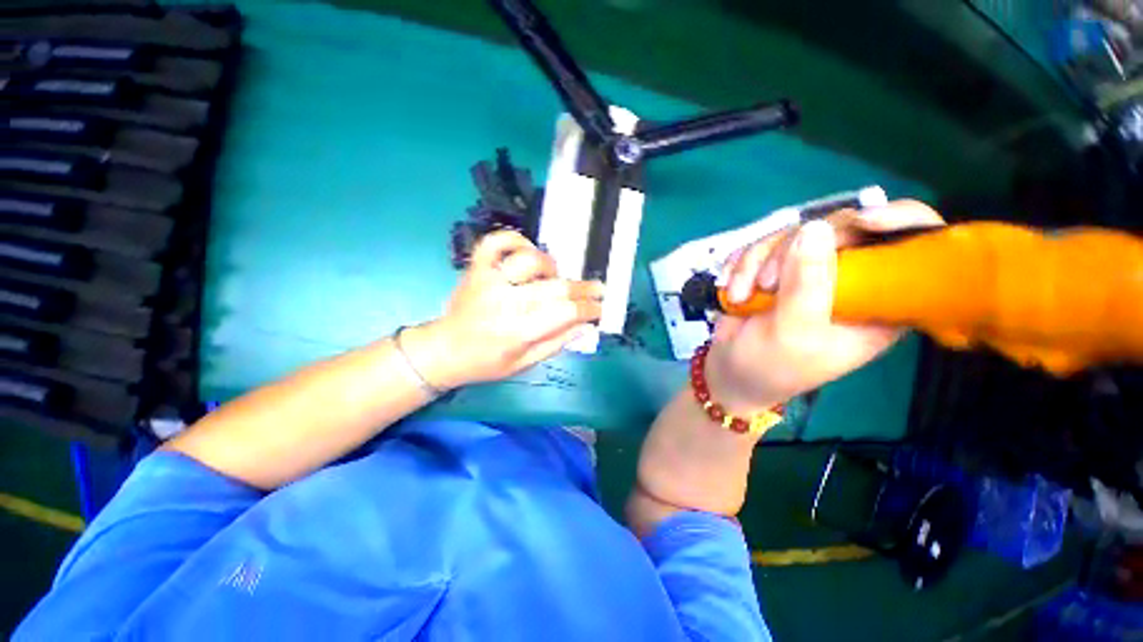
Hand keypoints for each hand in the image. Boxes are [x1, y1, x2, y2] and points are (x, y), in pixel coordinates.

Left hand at [405, 230, 603, 388]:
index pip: (565, 312)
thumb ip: (557, 343)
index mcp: (518, 330)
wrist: (444, 350)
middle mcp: (506, 301)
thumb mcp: (525, 363)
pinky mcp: (476, 268)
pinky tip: (526, 251)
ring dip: (551, 267)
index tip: (600, 307)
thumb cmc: (486, 362)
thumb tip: (586, 326)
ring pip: (531, 260)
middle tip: (598, 288)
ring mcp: (489, 280)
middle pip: (555, 287)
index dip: (588, 308)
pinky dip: (515, 240)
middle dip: (583, 288)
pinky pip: (496, 242)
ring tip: (555, 278)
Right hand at [708, 200, 945, 411]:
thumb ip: (807, 286)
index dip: (900, 222)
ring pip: (791, 234)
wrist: (730, 369)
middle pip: (840, 229)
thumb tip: (815, 228)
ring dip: (755, 263)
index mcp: (878, 301)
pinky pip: (760, 244)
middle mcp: (849, 279)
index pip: (912, 249)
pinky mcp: (776, 267)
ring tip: (741, 295)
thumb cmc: (772, 365)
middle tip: (767, 283)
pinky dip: (741, 265)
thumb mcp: (794, 333)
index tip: (864, 222)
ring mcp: (809, 269)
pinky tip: (733, 289)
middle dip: (791, 251)